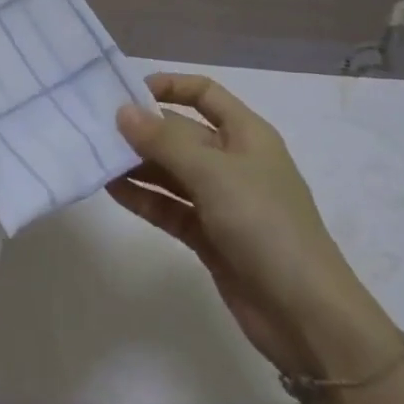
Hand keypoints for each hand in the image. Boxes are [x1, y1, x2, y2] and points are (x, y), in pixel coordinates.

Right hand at [111, 73, 400, 378]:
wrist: (307, 317)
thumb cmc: (265, 224)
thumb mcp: (213, 174)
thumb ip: (164, 142)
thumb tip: (122, 112)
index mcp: (246, 134)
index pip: (204, 94)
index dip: (170, 86)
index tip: (128, 92)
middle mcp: (233, 161)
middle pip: (181, 133)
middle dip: (143, 129)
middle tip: (97, 127)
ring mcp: (221, 201)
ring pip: (171, 172)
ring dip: (137, 165)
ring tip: (96, 157)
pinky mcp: (209, 237)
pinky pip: (169, 207)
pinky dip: (144, 198)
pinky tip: (112, 190)